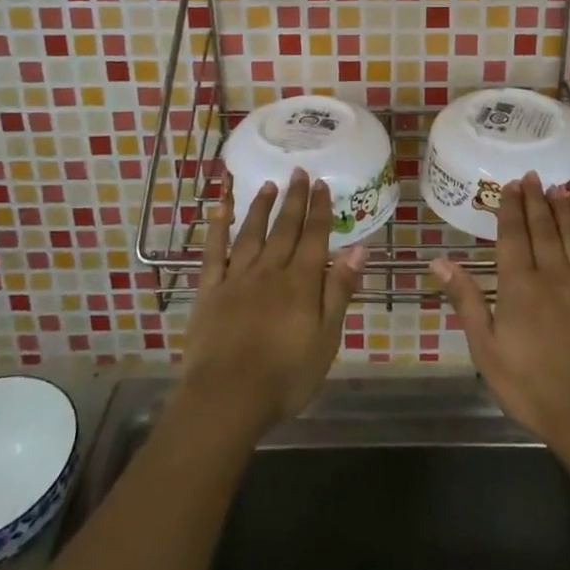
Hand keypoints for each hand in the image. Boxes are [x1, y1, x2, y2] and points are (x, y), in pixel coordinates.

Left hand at [179, 168, 365, 437]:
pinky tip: (221, 209)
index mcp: (301, 282)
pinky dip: (218, 228)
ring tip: (269, 185)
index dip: (319, 209)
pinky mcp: (210, 291)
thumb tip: (359, 249)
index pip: (314, 237)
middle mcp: (270, 271)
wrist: (227, 397)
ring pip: (251, 233)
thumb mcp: (326, 339)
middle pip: (285, 229)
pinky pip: (214, 253)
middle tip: (299, 172)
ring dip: (261, 207)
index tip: (322, 183)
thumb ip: (340, 291)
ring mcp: (237, 278)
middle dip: (294, 199)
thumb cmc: (285, 376)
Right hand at [432, 173, 569, 455]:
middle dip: (535, 200)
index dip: (510, 208)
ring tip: (558, 186)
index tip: (510, 185)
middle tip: (531, 176)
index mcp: (520, 286)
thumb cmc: (533, 389)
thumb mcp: (487, 350)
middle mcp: (554, 275)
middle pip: (543, 229)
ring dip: (565, 208)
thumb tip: (439, 260)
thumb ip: (467, 301)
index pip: (513, 236)